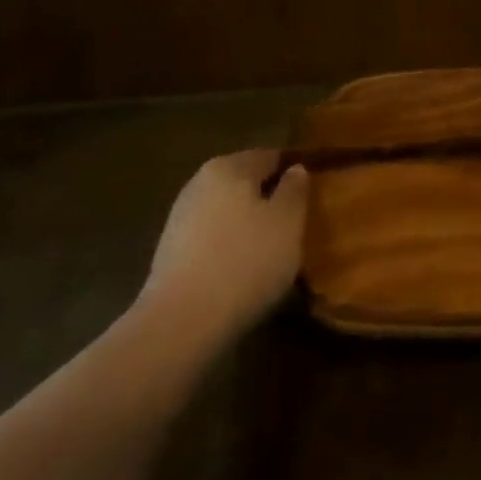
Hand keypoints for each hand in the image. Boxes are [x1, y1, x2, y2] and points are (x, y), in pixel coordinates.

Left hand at [135, 150, 309, 343]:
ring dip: (248, 225)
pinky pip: (211, 238)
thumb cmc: (246, 261)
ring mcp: (180, 218)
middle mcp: (199, 183)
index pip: (270, 156)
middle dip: (268, 198)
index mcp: (229, 166)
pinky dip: (228, 247)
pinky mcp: (169, 252)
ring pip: (227, 211)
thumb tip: (295, 170)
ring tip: (271, 252)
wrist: (181, 323)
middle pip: (245, 182)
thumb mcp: (288, 222)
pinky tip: (242, 271)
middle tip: (294, 225)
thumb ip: (295, 189)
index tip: (311, 195)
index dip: (293, 171)